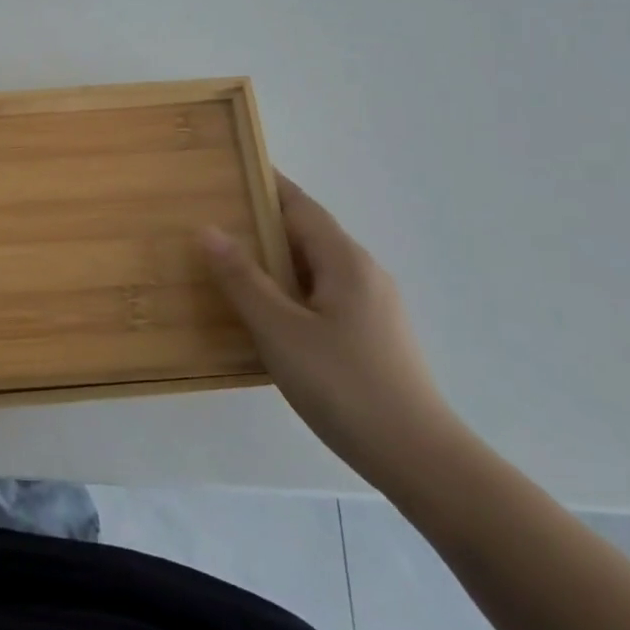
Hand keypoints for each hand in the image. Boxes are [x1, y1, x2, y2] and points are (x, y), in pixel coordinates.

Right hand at [201, 175, 464, 492]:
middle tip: (213, 219)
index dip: (266, 185)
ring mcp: (374, 306)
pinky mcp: (374, 335)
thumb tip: (208, 229)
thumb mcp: (280, 330)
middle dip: (263, 222)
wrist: (421, 460)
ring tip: (230, 263)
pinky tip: (267, 312)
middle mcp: (364, 273)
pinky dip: (291, 288)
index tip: (230, 169)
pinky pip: (323, 294)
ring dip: (275, 258)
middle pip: (307, 233)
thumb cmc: (344, 386)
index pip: (300, 206)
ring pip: (315, 267)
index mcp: (345, 261)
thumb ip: (242, 278)